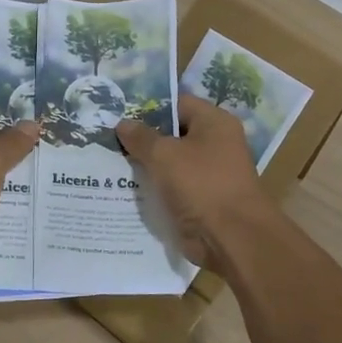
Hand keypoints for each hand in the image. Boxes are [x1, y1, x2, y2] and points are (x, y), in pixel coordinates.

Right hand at [116, 94, 275, 267]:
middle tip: (108, 139)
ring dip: (146, 165)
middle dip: (143, 138)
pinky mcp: (202, 199)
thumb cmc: (201, 185)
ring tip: (110, 163)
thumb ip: (141, 137)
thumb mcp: (164, 155)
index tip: (118, 114)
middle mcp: (215, 143)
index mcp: (214, 122)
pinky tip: (125, 190)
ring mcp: (209, 173)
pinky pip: (173, 187)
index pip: (177, 103)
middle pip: (173, 133)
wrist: (233, 238)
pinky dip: (154, 188)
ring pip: (170, 162)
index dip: (147, 107)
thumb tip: (123, 123)